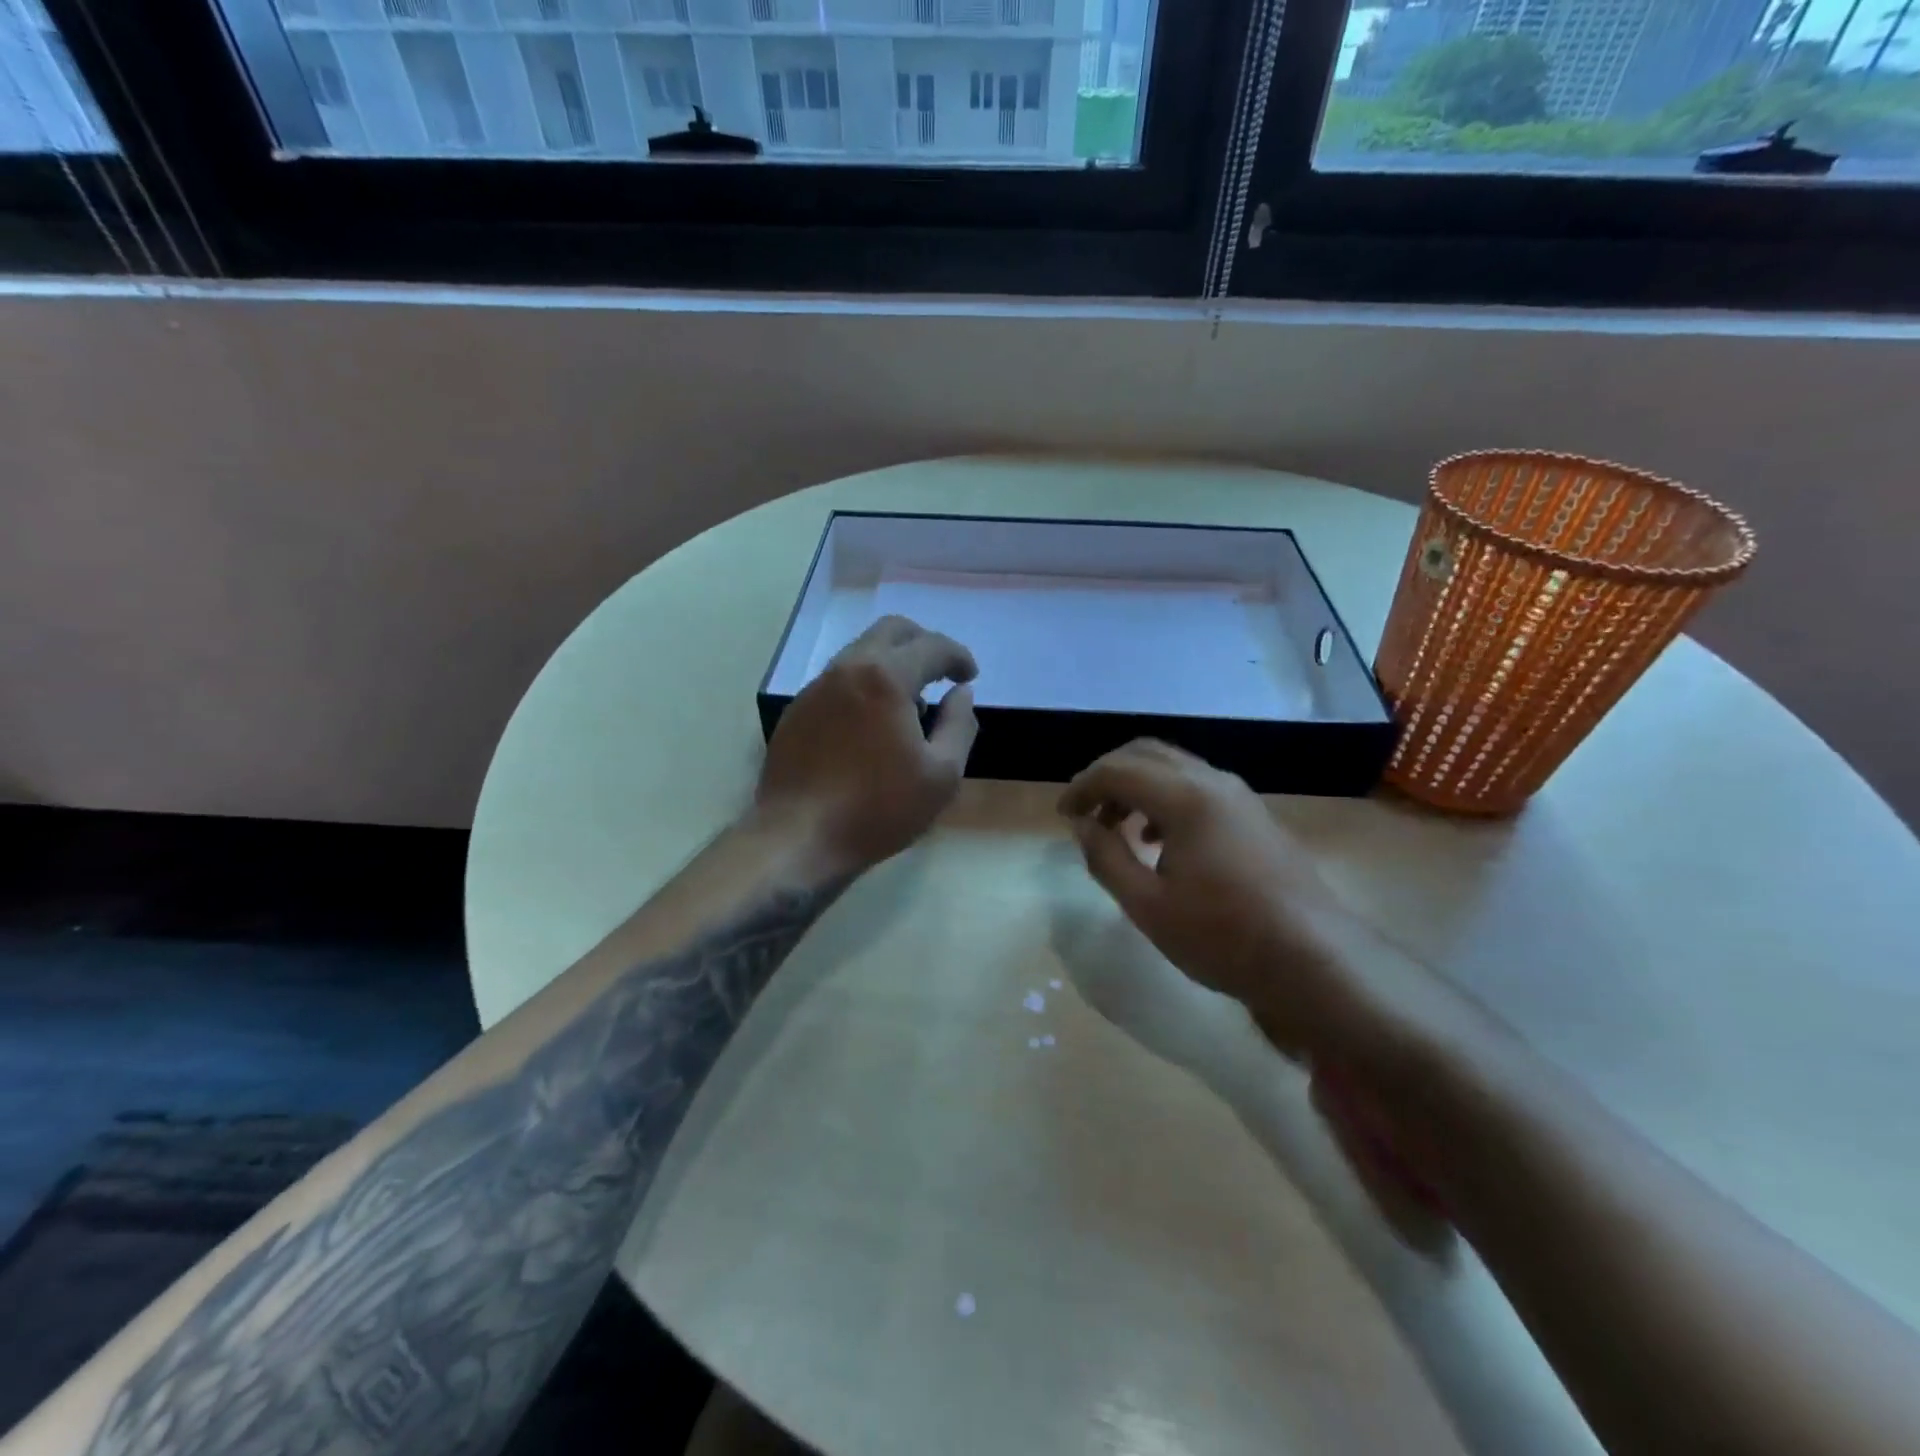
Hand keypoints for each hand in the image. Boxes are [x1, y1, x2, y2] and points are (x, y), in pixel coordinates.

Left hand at [756, 616, 977, 872]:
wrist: (798, 838)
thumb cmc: (878, 809)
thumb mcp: (942, 775)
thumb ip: (960, 724)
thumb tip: (962, 693)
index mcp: (885, 677)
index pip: (932, 646)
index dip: (958, 656)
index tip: (969, 675)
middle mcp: (847, 669)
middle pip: (891, 631)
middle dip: (923, 644)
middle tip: (941, 673)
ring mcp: (816, 688)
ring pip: (861, 653)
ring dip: (892, 663)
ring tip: (910, 704)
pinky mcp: (797, 711)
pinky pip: (839, 680)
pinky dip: (865, 685)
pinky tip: (872, 724)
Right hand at [1060, 739, 1499, 1229]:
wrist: (1315, 960)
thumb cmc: (1223, 936)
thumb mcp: (1148, 905)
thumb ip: (1106, 857)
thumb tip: (1083, 826)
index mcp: (1184, 796)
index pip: (1118, 770)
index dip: (1082, 786)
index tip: (1063, 815)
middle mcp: (1213, 782)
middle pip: (1147, 754)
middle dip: (1109, 776)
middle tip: (1086, 811)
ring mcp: (1240, 797)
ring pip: (1176, 768)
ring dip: (1139, 787)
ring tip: (1118, 828)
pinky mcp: (1256, 816)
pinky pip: (1199, 787)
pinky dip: (1167, 799)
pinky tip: (1161, 841)